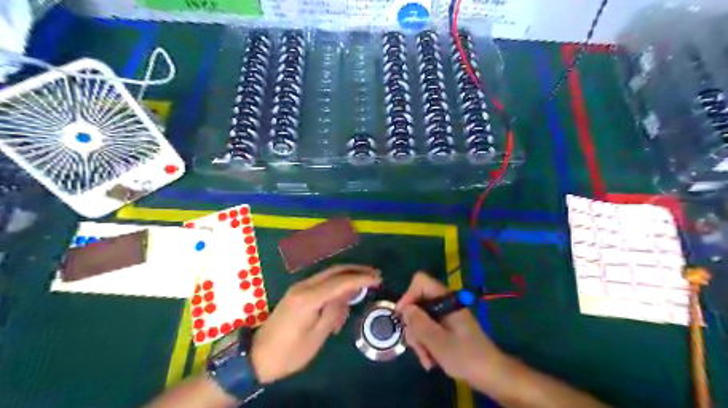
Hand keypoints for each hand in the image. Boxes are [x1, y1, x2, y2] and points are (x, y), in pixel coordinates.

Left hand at [251, 264, 380, 384]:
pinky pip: (321, 282)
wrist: (257, 356)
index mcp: (308, 298)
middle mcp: (303, 286)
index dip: (361, 278)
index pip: (340, 281)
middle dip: (356, 270)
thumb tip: (347, 295)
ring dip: (347, 276)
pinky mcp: (297, 292)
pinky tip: (346, 293)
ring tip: (365, 282)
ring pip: (328, 274)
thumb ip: (334, 312)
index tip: (378, 278)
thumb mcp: (317, 337)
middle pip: (334, 271)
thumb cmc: (289, 352)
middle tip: (375, 274)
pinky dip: (337, 283)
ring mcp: (299, 287)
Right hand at [397, 273, 507, 383]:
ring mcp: (446, 316)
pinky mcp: (447, 327)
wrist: (492, 375)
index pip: (420, 282)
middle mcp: (445, 303)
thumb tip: (404, 308)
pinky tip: (431, 360)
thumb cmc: (466, 357)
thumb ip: (419, 323)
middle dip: (414, 326)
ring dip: (419, 339)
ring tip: (427, 360)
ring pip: (421, 319)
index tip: (404, 318)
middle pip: (418, 303)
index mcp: (446, 300)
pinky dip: (427, 343)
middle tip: (416, 347)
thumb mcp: (438, 342)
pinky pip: (429, 329)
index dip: (408, 296)